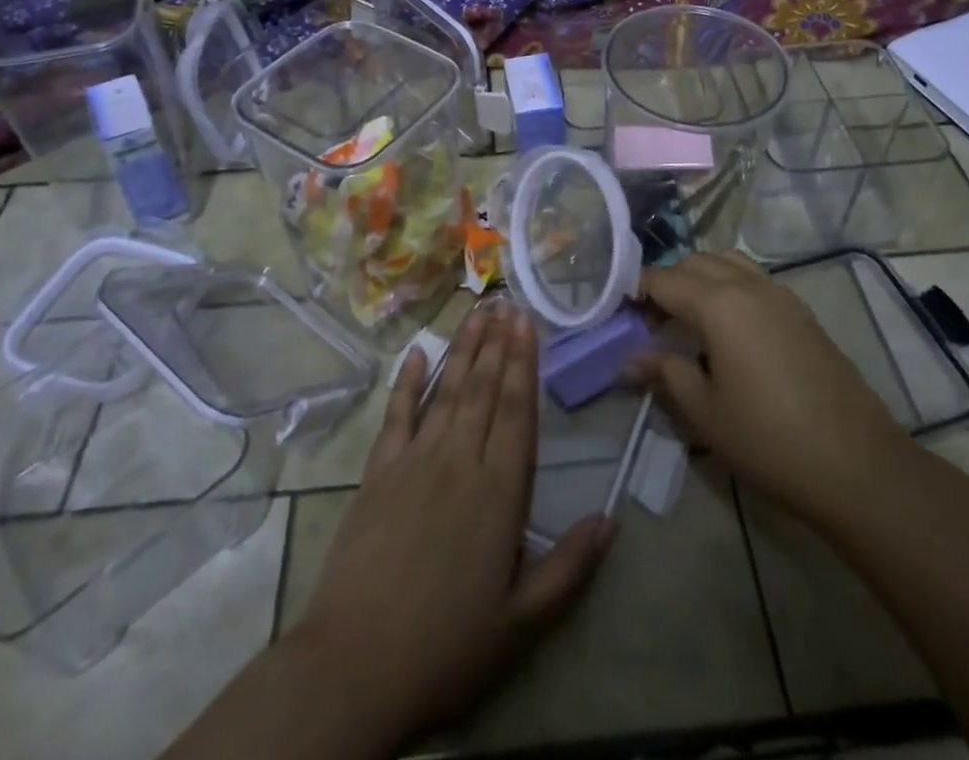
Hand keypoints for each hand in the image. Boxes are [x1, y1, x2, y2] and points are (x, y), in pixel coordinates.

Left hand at [290, 303, 613, 741]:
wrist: (356, 665)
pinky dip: (407, 381)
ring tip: (478, 313)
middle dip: (498, 343)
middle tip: (507, 302)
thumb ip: (570, 568)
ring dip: (464, 348)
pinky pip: (397, 414)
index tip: (528, 323)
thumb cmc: (447, 646)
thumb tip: (612, 520)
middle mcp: (461, 460)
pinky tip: (416, 352)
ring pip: (448, 390)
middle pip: (485, 388)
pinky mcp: (378, 470)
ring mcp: (416, 460)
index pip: (518, 410)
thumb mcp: (521, 621)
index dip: (525, 363)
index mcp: (500, 491)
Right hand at [628, 252, 910, 538]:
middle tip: (653, 320)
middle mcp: (749, 286)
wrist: (857, 464)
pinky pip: (755, 280)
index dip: (637, 290)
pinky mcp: (802, 312)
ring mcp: (781, 295)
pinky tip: (730, 331)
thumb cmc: (769, 440)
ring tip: (690, 319)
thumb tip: (630, 360)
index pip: (664, 279)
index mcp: (719, 304)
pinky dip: (731, 287)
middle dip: (668, 281)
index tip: (621, 313)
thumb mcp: (705, 411)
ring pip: (728, 263)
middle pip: (696, 262)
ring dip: (702, 278)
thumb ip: (666, 372)